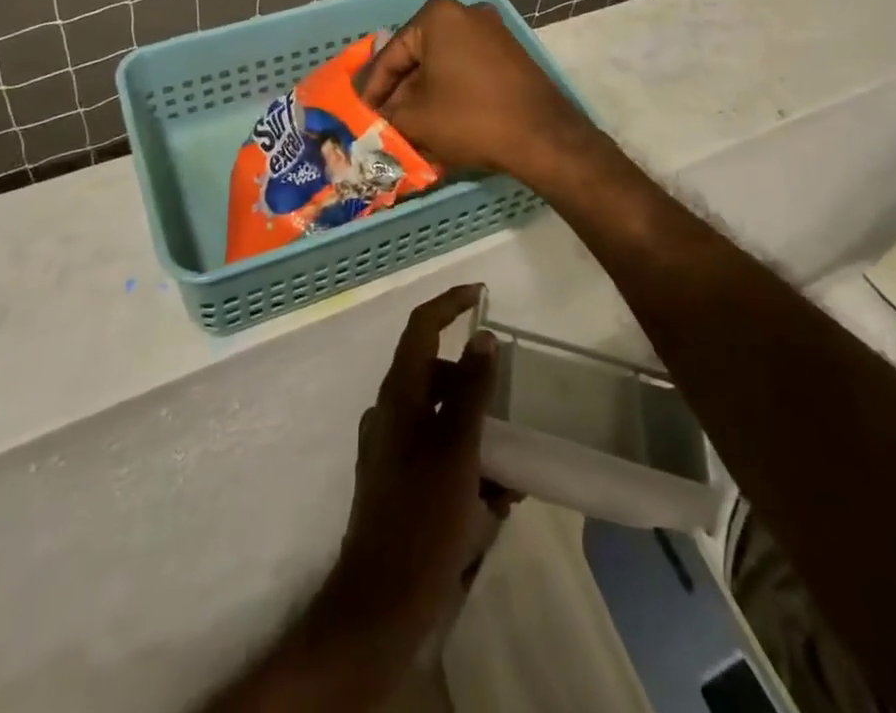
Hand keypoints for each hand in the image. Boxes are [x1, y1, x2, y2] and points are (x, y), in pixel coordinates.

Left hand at [322, 285, 514, 650]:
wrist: (382, 603)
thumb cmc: (423, 517)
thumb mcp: (458, 449)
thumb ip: (472, 390)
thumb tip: (483, 336)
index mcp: (399, 395)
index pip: (421, 327)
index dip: (449, 303)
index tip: (481, 293)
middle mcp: (390, 413)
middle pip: (436, 375)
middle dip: (476, 386)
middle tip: (511, 402)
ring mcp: (390, 449)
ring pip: (441, 420)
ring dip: (477, 432)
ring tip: (512, 471)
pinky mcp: (397, 483)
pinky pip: (438, 455)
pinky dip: (467, 464)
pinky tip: (495, 501)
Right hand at [357, 0, 594, 180]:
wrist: (542, 136)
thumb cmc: (470, 118)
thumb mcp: (415, 119)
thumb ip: (386, 113)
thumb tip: (375, 116)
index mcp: (437, 15)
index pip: (391, 55)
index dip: (372, 90)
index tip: (358, 114)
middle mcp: (466, 12)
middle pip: (417, 56)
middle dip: (399, 91)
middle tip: (382, 121)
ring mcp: (492, 31)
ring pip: (442, 64)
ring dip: (423, 94)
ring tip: (406, 126)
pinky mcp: (510, 53)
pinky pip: (466, 69)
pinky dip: (448, 91)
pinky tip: (438, 119)